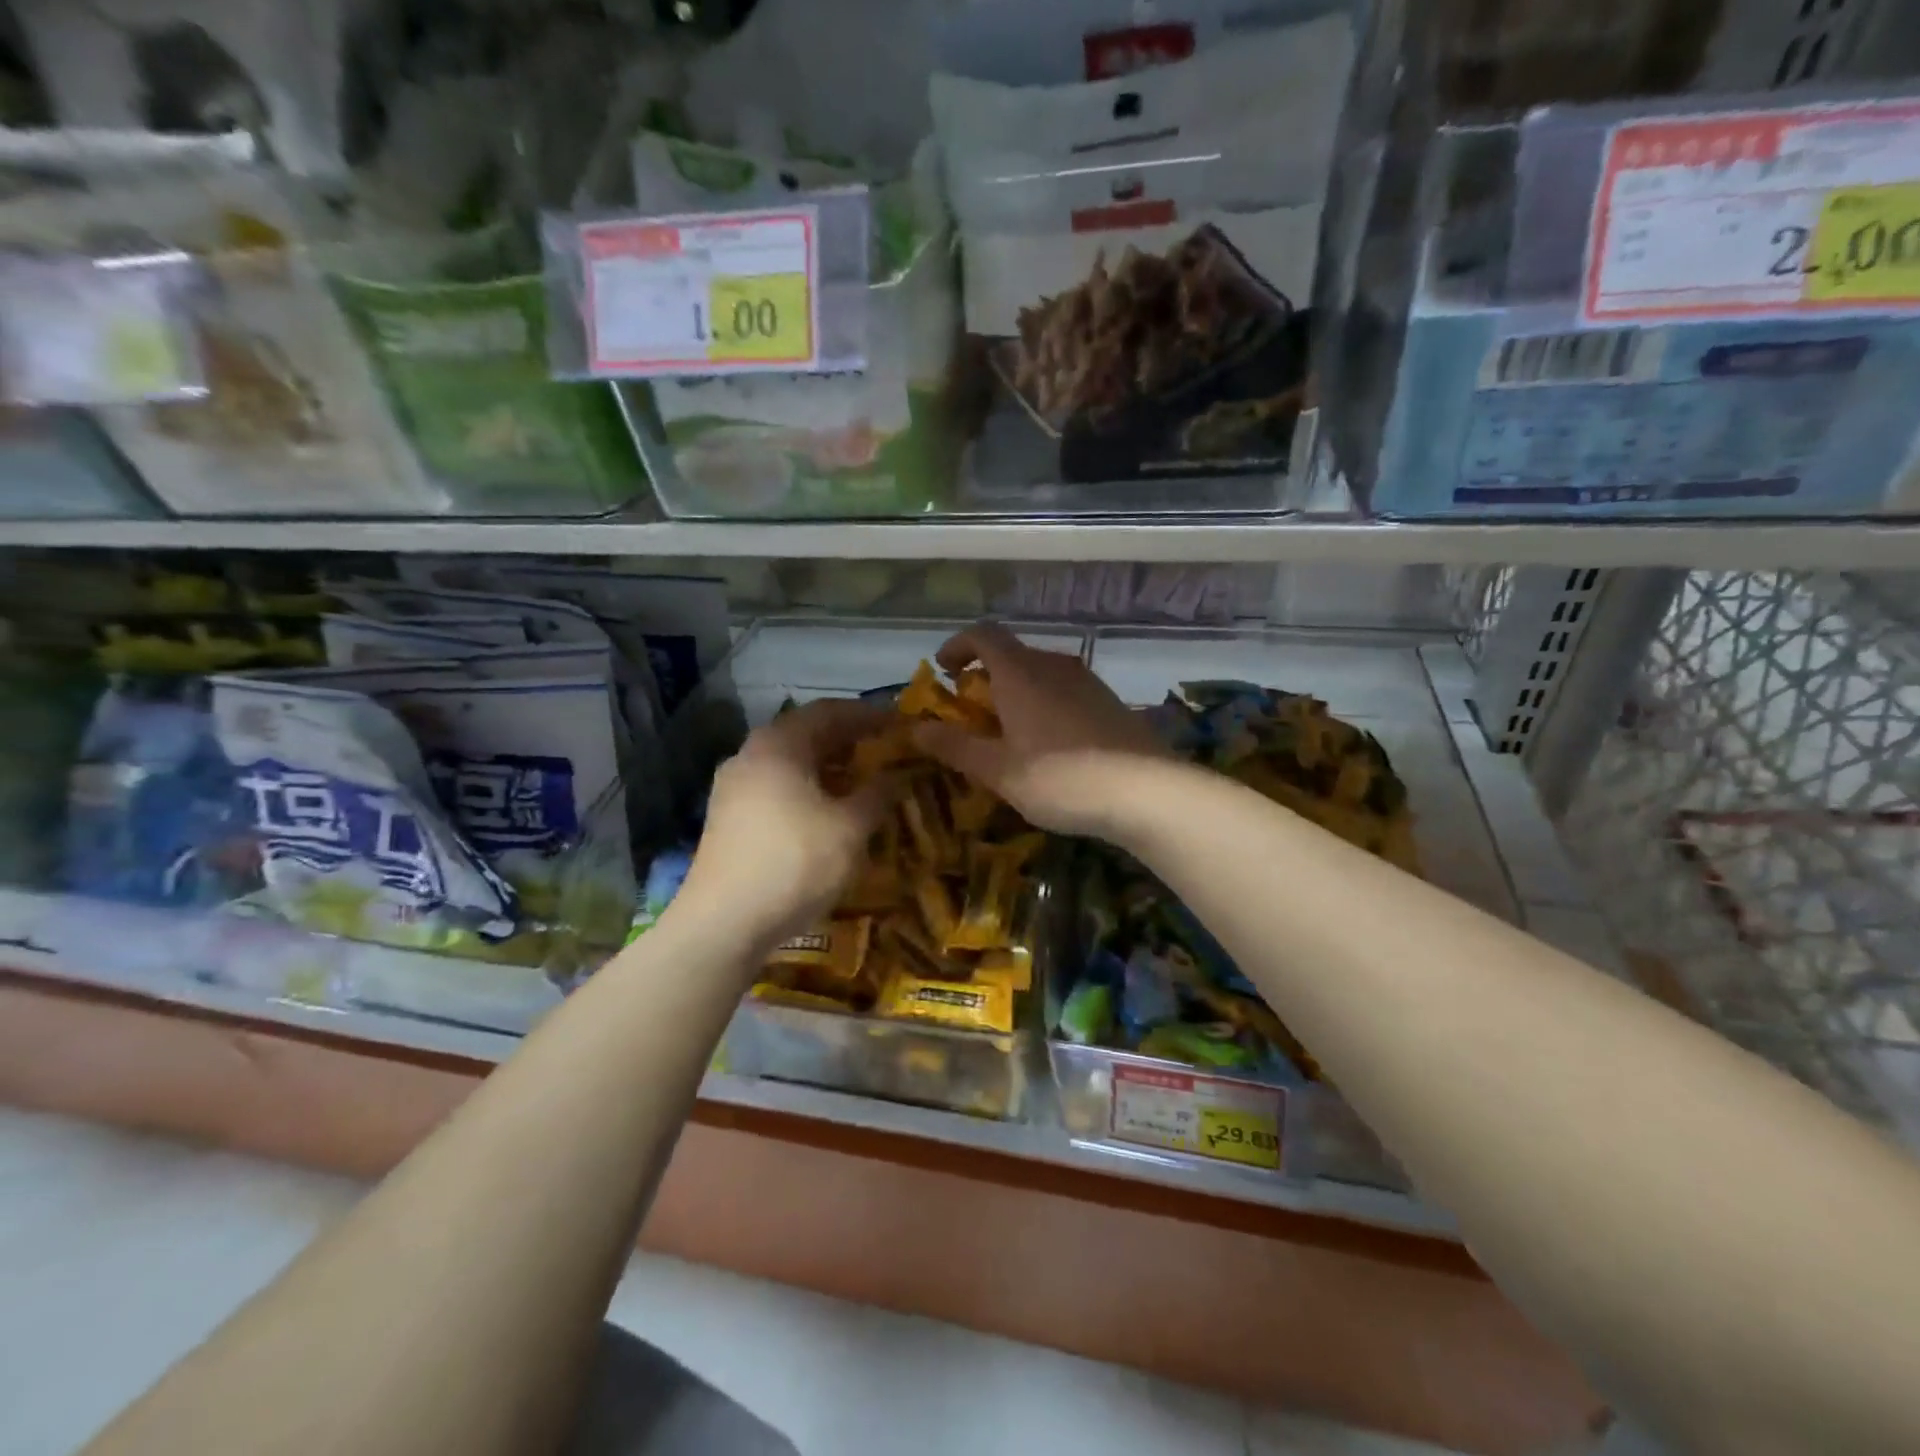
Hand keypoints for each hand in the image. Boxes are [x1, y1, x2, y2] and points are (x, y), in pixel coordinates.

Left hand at [679, 700, 894, 946]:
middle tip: (884, 749)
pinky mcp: (728, 817)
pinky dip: (807, 788)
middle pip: (806, 733)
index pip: (829, 711)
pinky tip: (828, 810)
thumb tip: (898, 774)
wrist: (724, 923)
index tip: (899, 722)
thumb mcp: (850, 828)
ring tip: (862, 780)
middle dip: (848, 740)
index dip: (868, 714)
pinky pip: (776, 786)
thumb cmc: (795, 862)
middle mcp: (751, 754)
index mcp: (779, 744)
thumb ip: (878, 794)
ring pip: (790, 762)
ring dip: (828, 766)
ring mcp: (733, 786)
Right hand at [914, 622, 1172, 836]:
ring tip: (1009, 731)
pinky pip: (1065, 691)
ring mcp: (1088, 682)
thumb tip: (916, 729)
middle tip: (972, 712)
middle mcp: (1054, 666)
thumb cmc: (1059, 778)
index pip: (983, 634)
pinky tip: (1050, 744)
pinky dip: (1044, 704)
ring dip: (1017, 691)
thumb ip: (955, 747)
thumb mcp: (998, 770)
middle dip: (986, 675)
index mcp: (1021, 673)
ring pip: (1041, 673)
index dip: (958, 645)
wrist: (1146, 791)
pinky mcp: (1110, 702)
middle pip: (1013, 654)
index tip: (944, 671)